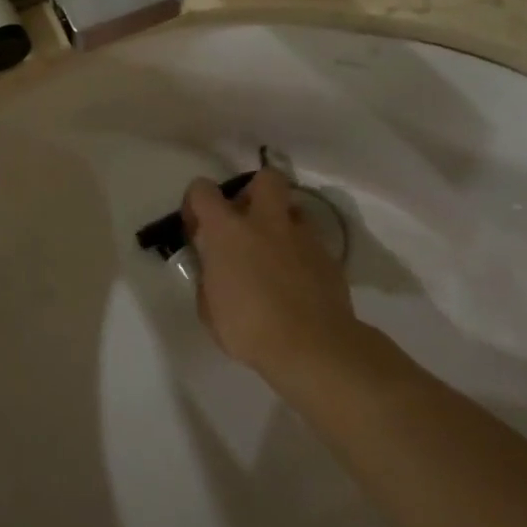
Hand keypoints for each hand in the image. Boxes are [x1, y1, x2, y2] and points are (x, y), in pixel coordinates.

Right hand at [184, 168, 362, 382]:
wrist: (313, 348)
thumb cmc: (249, 328)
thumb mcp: (209, 309)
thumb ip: (209, 280)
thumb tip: (214, 272)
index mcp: (228, 230)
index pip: (203, 190)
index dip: (196, 203)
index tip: (197, 228)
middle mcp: (266, 222)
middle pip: (266, 178)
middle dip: (255, 191)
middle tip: (247, 221)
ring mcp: (302, 237)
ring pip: (295, 209)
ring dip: (282, 223)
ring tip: (276, 252)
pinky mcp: (329, 258)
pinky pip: (313, 242)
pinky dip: (302, 253)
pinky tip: (298, 280)